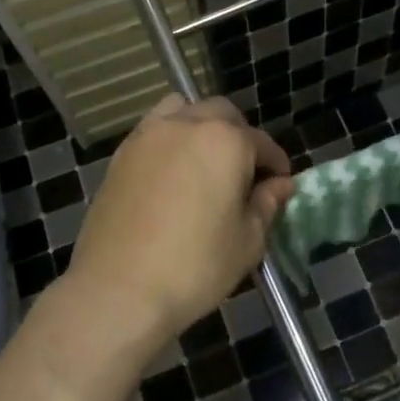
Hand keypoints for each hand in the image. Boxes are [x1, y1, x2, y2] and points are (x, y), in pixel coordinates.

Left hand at [63, 94, 294, 354]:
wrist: (118, 290)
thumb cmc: (195, 267)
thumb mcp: (247, 242)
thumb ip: (267, 204)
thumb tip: (280, 185)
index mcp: (226, 142)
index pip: (261, 143)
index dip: (276, 164)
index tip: (281, 183)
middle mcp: (187, 125)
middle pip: (222, 114)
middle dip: (240, 135)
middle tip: (245, 172)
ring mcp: (149, 135)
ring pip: (183, 110)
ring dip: (201, 125)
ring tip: (205, 160)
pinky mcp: (121, 153)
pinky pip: (154, 129)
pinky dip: (171, 138)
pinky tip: (173, 172)